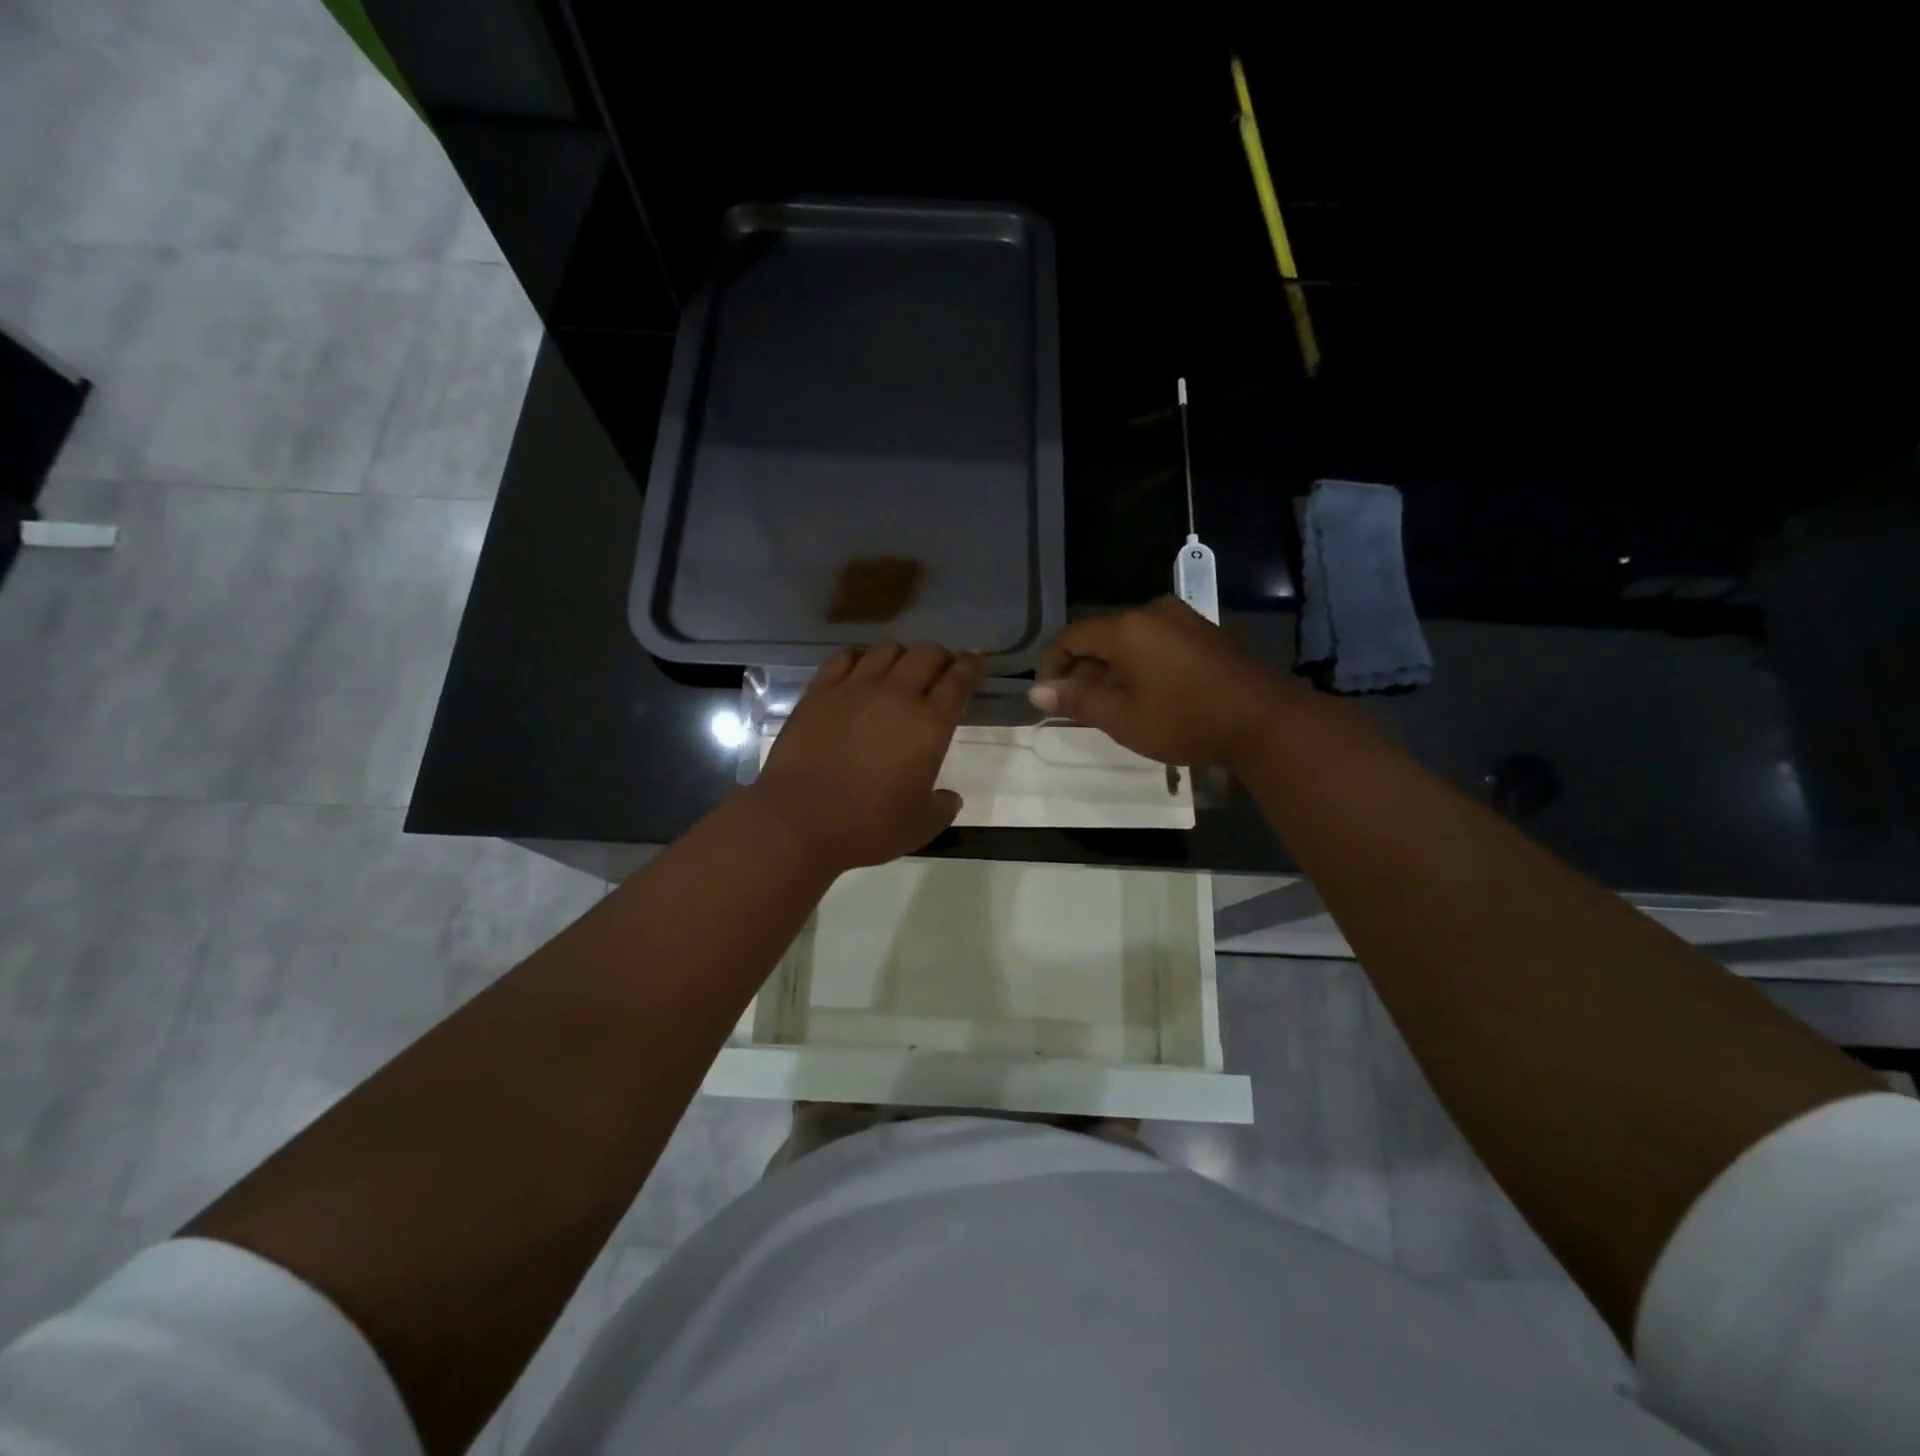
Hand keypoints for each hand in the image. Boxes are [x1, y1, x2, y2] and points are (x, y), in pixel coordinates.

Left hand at [751, 642, 983, 872]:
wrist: (799, 820)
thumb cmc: (867, 826)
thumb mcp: (921, 826)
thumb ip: (942, 807)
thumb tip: (950, 797)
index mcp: (929, 724)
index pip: (959, 679)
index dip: (971, 665)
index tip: (975, 660)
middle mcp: (896, 695)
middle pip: (927, 654)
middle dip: (940, 657)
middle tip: (940, 670)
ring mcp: (854, 688)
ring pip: (887, 649)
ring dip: (902, 655)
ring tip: (900, 670)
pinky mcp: (820, 691)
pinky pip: (845, 657)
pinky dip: (861, 658)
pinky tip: (860, 669)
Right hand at [1030, 597, 1303, 766]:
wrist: (1265, 721)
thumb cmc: (1186, 721)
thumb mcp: (1123, 719)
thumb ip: (1078, 701)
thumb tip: (1038, 692)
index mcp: (1127, 628)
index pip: (1070, 637)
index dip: (1051, 665)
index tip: (1048, 697)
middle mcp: (1151, 612)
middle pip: (1100, 636)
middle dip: (1082, 670)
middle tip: (1078, 708)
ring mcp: (1182, 618)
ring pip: (1128, 640)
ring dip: (1110, 669)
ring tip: (1110, 706)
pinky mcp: (1203, 631)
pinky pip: (1154, 641)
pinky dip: (1138, 664)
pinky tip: (1144, 694)